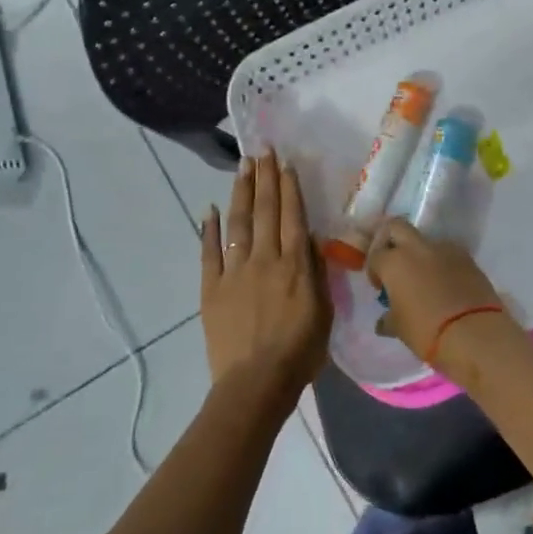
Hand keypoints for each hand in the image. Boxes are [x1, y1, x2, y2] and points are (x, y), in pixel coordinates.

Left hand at [200, 151, 330, 406]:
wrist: (255, 383)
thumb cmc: (299, 352)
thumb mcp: (323, 312)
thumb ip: (317, 273)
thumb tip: (312, 239)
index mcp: (294, 265)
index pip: (292, 216)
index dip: (289, 187)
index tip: (284, 162)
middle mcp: (264, 259)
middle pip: (265, 211)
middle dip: (264, 178)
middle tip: (261, 150)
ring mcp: (234, 272)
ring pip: (238, 223)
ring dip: (241, 192)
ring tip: (242, 166)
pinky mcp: (212, 288)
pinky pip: (209, 253)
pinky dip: (208, 230)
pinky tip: (208, 210)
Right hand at [364, 219, 507, 372]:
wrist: (475, 333)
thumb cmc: (426, 332)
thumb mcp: (400, 329)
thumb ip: (388, 319)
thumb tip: (384, 321)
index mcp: (394, 262)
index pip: (375, 254)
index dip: (374, 269)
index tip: (380, 286)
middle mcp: (417, 248)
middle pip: (396, 226)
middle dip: (390, 240)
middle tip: (394, 264)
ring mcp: (445, 249)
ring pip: (425, 241)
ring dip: (420, 254)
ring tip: (425, 279)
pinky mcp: (468, 258)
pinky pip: (448, 254)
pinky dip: (442, 263)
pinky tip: (446, 285)